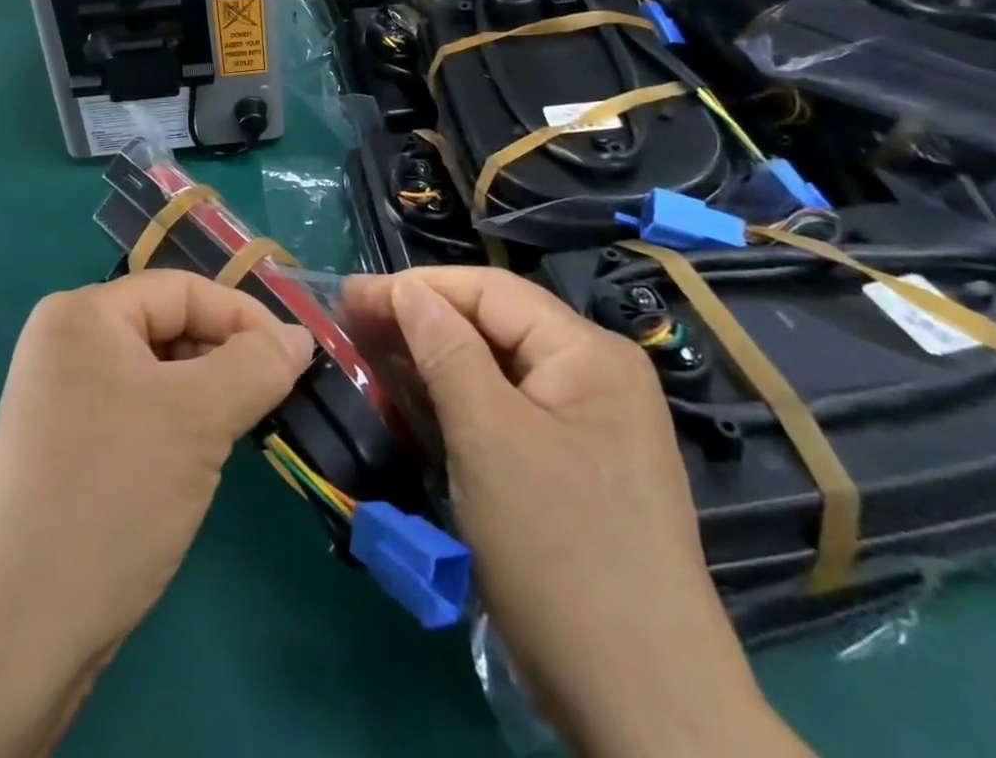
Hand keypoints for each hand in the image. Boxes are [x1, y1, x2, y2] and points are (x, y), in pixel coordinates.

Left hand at [0, 272, 312, 757]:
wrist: (17, 632)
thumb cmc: (114, 493)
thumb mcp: (199, 417)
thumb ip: (257, 365)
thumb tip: (299, 338)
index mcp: (83, 313)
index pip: (183, 290)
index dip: (244, 318)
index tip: (295, 360)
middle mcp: (66, 341)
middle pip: (169, 326)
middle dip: (226, 357)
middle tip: (275, 396)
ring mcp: (62, 395)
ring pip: (159, 372)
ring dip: (207, 393)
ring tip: (245, 426)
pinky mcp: (67, 443)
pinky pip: (139, 408)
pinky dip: (179, 422)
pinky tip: (202, 456)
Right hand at [341, 269, 808, 757]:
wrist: (644, 707)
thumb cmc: (559, 552)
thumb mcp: (488, 438)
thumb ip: (445, 350)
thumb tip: (407, 290)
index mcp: (587, 353)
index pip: (489, 291)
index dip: (416, 287)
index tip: (350, 296)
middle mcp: (595, 375)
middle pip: (493, 325)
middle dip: (420, 321)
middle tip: (350, 324)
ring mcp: (590, 424)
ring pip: (496, 369)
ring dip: (433, 360)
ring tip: (370, 355)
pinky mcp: (575, 466)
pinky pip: (506, 411)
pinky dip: (458, 402)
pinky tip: (415, 401)